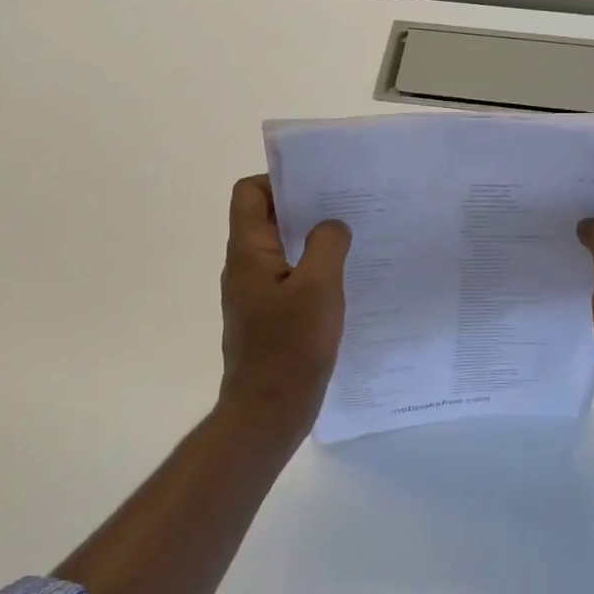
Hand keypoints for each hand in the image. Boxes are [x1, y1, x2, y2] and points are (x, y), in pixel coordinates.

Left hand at [219, 175, 351, 441]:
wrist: (268, 413)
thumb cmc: (291, 346)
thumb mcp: (319, 287)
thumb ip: (327, 245)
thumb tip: (331, 225)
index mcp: (248, 251)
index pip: (250, 193)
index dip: (280, 180)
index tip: (318, 187)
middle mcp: (243, 267)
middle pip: (266, 219)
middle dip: (303, 209)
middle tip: (344, 209)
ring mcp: (253, 294)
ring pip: (280, 251)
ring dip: (309, 242)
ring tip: (349, 241)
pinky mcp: (266, 318)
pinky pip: (287, 280)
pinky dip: (310, 272)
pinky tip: (341, 283)